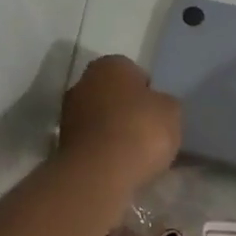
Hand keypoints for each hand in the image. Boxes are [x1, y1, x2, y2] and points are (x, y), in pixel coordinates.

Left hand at [59, 55, 182, 189]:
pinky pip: (93, 142)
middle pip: (114, 95)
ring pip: (101, 119)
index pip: (135, 73)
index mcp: (110, 64)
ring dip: (115, 131)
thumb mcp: (171, 112)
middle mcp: (84, 82)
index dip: (150, 94)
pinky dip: (104, 150)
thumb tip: (157, 106)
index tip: (159, 114)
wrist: (100, 171)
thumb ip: (165, 103)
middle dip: (128, 111)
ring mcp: (69, 113)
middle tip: (149, 132)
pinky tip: (120, 165)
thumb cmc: (140, 130)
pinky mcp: (63, 143)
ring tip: (136, 154)